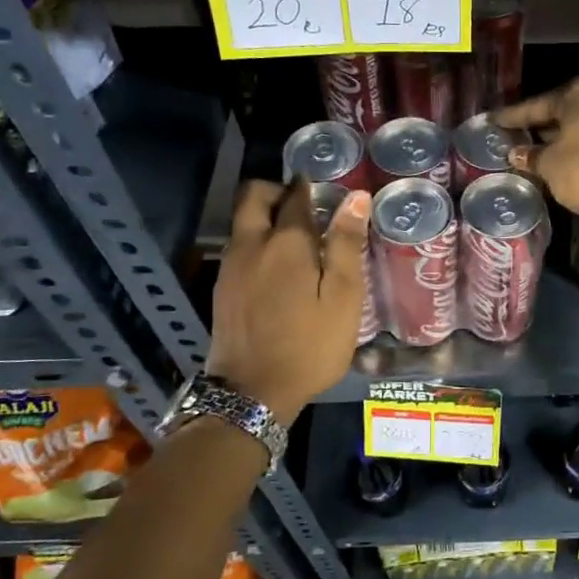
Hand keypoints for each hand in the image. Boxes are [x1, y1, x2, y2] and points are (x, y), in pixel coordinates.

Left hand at [206, 179, 369, 424]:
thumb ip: (347, 245)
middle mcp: (252, 243)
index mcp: (287, 242)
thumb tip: (356, 198)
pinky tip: (276, 268)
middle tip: (303, 207)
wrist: (253, 392)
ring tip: (295, 239)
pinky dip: (255, 241)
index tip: (326, 190)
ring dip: (264, 216)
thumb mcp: (343, 298)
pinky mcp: (222, 287)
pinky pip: (237, 246)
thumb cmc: (310, 345)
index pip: (296, 195)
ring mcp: (231, 265)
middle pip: (254, 195)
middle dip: (277, 191)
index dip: (311, 187)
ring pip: (242, 220)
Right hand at [495, 74, 578, 226]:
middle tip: (512, 135)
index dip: (513, 116)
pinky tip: (557, 158)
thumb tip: (516, 153)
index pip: (538, 104)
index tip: (492, 121)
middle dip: (538, 125)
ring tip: (531, 149)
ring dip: (557, 137)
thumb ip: (531, 155)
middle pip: (562, 111)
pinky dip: (575, 146)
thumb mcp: (549, 164)